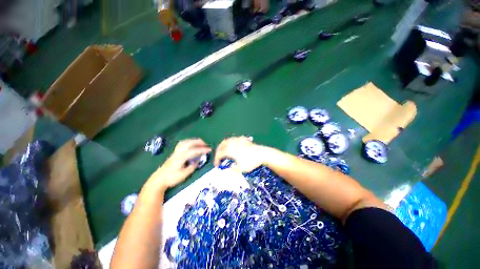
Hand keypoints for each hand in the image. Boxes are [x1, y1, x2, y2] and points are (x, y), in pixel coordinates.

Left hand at [149, 139, 211, 190]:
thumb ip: (192, 167)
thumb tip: (197, 161)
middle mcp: (178, 152)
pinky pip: (182, 143)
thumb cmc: (171, 178)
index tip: (209, 150)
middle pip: (189, 143)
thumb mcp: (184, 175)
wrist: (158, 179)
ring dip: (194, 141)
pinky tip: (191, 144)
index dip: (202, 150)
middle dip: (199, 142)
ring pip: (185, 142)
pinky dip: (189, 142)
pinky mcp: (174, 153)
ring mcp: (175, 152)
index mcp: (181, 158)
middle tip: (206, 144)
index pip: (194, 151)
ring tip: (200, 143)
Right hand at [214, 136, 267, 172]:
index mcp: (231, 150)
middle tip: (218, 157)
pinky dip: (230, 142)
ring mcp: (238, 140)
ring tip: (224, 151)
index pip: (219, 153)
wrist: (262, 153)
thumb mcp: (241, 169)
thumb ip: (233, 170)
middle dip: (218, 151)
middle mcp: (233, 143)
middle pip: (222, 144)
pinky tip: (233, 145)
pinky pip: (234, 139)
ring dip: (223, 145)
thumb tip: (227, 171)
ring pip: (227, 140)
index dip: (216, 159)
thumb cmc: (251, 161)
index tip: (217, 165)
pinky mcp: (243, 139)